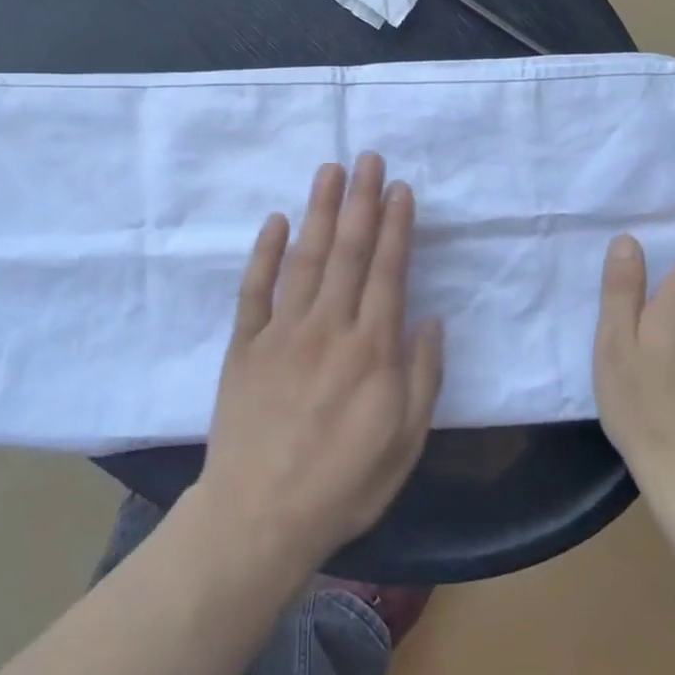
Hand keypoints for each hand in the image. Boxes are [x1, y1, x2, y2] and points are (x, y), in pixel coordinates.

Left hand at [197, 154, 444, 575]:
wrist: (260, 516)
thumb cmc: (343, 484)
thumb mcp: (405, 442)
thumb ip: (422, 377)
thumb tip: (430, 319)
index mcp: (371, 350)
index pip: (387, 272)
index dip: (396, 227)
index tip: (400, 188)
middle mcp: (328, 327)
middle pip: (349, 252)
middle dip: (361, 201)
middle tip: (368, 158)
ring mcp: (282, 331)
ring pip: (306, 257)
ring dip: (320, 211)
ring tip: (330, 171)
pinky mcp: (245, 344)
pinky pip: (255, 288)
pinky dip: (265, 252)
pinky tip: (276, 220)